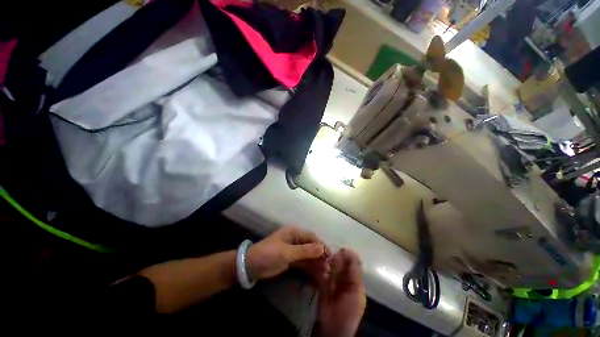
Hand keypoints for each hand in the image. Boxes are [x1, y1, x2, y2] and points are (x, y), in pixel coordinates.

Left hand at [246, 226, 329, 280]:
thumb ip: (304, 251)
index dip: (321, 245)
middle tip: (329, 269)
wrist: (251, 266)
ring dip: (316, 263)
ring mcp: (294, 250)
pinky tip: (318, 275)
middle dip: (320, 256)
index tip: (331, 256)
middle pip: (311, 247)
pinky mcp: (291, 260)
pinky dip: (310, 268)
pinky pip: (303, 263)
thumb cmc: (268, 254)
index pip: (311, 237)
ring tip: (325, 274)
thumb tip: (322, 248)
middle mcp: (296, 240)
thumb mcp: (286, 252)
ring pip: (308, 256)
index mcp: (294, 233)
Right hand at [315, 248, 365, 336]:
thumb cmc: (348, 311)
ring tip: (325, 261)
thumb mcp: (355, 292)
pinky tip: (320, 267)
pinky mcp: (323, 285)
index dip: (348, 256)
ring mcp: (333, 282)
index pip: (353, 264)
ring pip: (331, 267)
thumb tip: (350, 252)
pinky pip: (322, 273)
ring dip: (328, 263)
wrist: (333, 328)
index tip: (341, 249)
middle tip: (331, 256)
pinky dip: (321, 270)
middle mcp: (344, 279)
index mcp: (355, 281)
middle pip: (341, 264)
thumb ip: (355, 273)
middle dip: (337, 259)